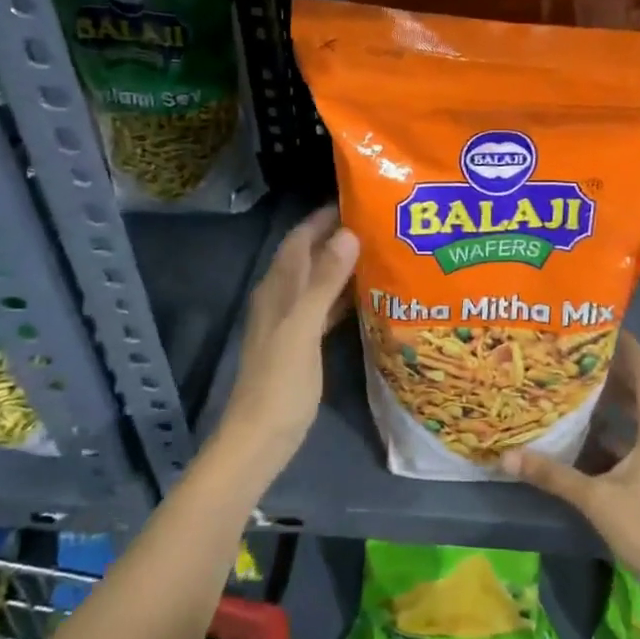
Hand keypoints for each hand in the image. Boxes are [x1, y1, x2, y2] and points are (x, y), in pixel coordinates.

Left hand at [213, 205, 358, 482]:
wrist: (260, 438)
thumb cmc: (280, 383)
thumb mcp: (303, 329)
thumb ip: (324, 282)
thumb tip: (347, 234)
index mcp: (277, 289)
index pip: (299, 239)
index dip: (322, 218)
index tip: (357, 200)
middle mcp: (281, 298)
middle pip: (308, 256)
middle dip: (337, 237)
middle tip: (378, 223)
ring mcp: (290, 322)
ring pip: (317, 281)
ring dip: (341, 265)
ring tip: (379, 251)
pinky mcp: (301, 344)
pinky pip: (323, 307)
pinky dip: (342, 295)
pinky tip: (367, 295)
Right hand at [501, 332, 639, 591]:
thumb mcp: (596, 498)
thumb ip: (553, 475)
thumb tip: (506, 456)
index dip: (630, 349)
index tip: (606, 327)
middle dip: (614, 373)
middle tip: (579, 355)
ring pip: (637, 421)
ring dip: (612, 404)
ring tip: (576, 387)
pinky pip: (634, 444)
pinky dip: (611, 434)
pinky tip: (583, 436)